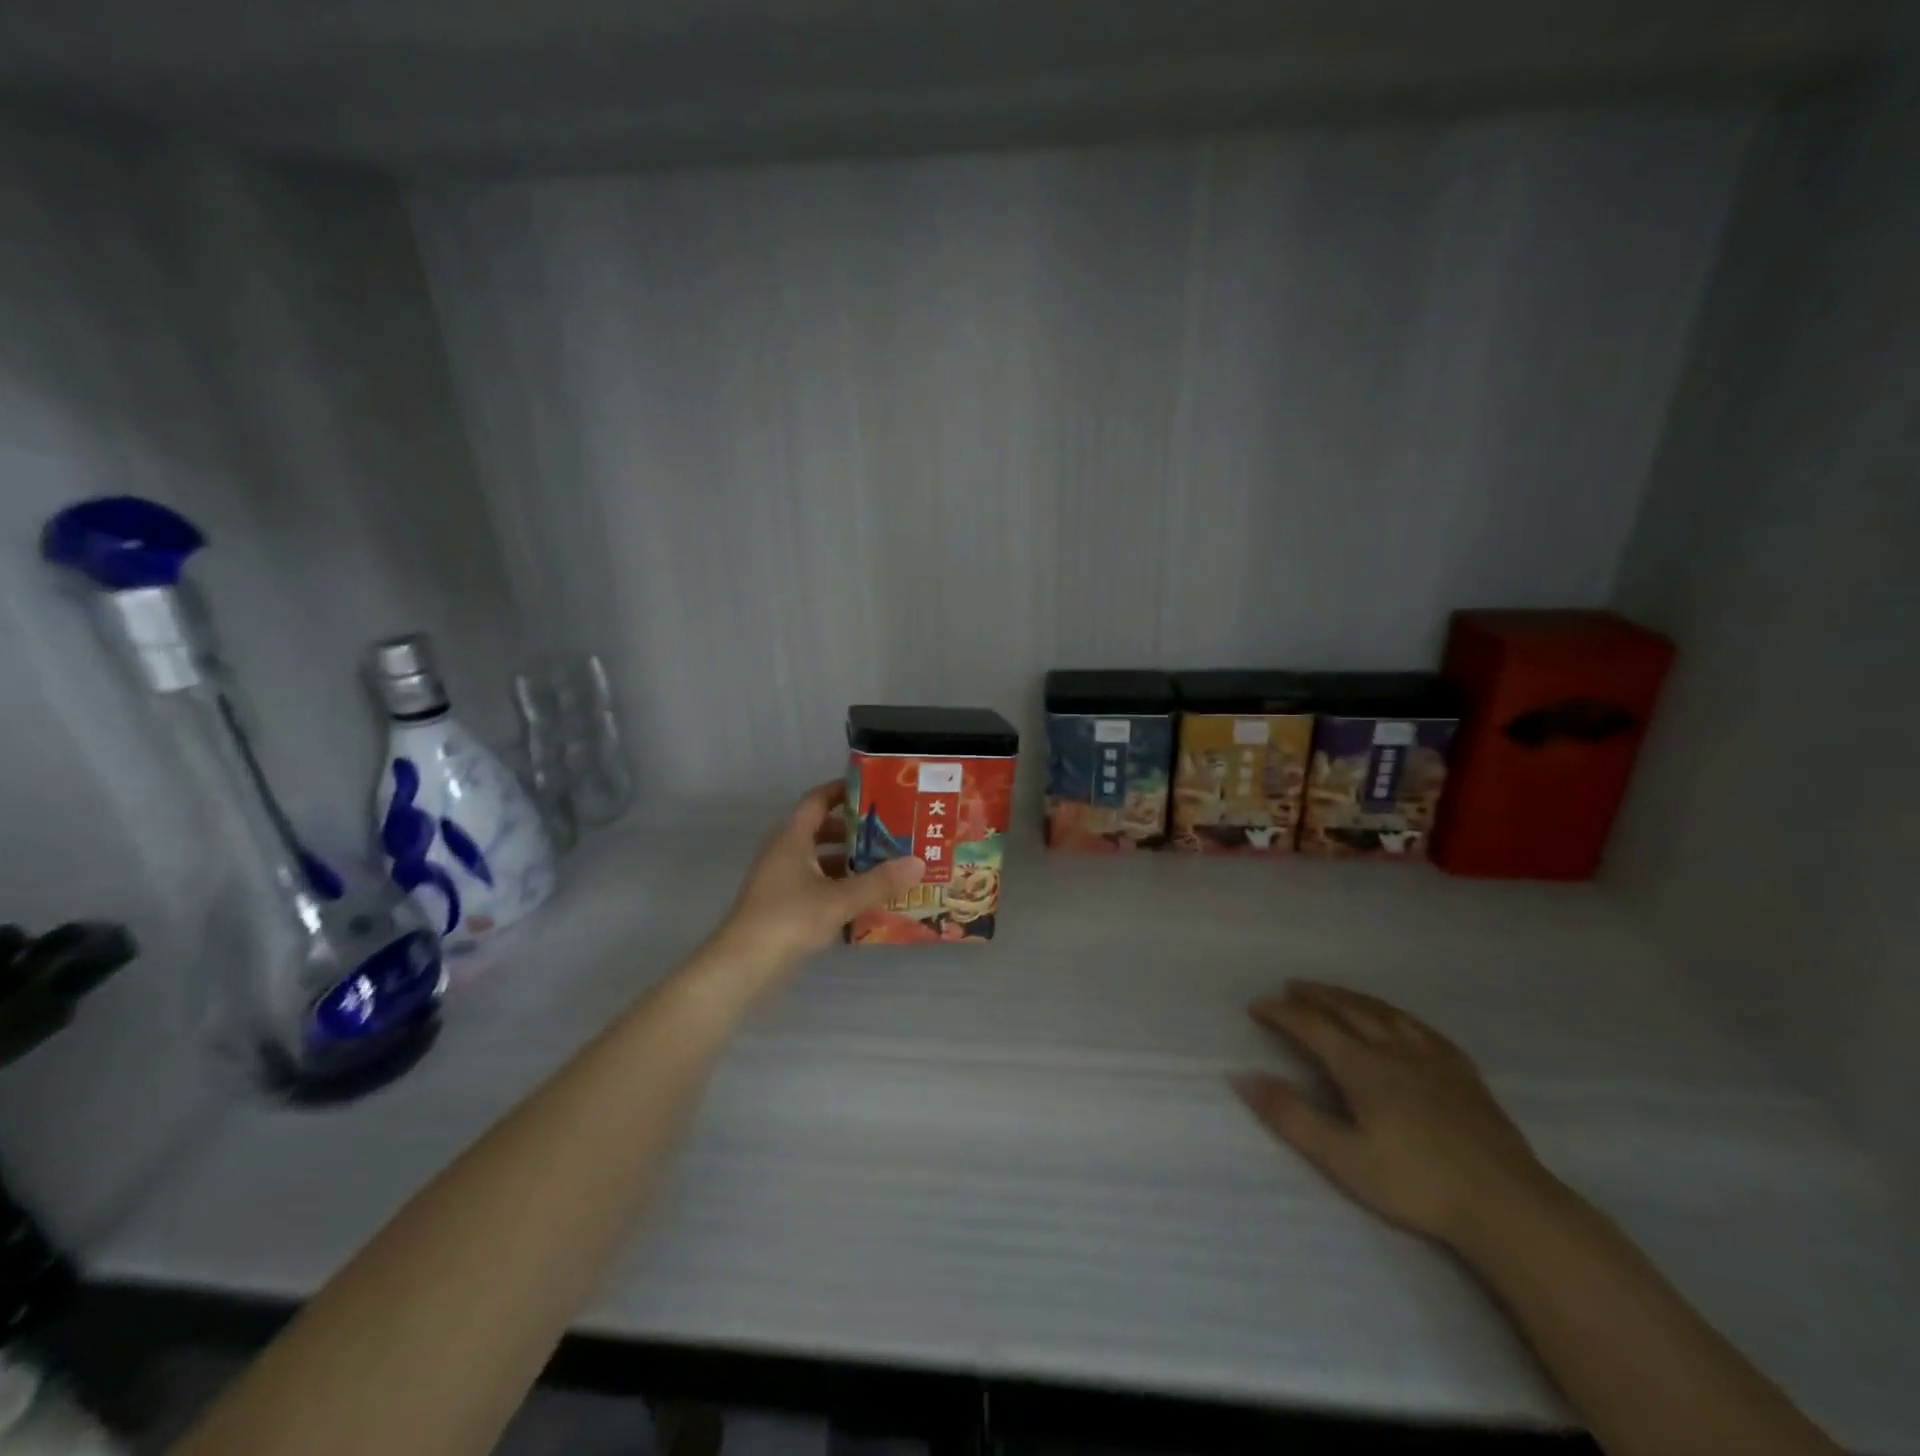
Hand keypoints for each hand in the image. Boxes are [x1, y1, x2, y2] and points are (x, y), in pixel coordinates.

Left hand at [711, 781, 924, 976]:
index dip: (843, 790)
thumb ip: (879, 882)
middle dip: (856, 829)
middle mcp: (785, 852)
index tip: (876, 790)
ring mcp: (782, 880)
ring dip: (850, 860)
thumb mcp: (839, 900)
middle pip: (823, 829)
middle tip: (893, 830)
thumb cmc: (788, 920)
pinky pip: (818, 884)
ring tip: (888, 864)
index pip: (818, 800)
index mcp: (792, 838)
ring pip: (821, 859)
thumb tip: (919, 863)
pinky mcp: (784, 906)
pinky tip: (867, 898)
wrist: (742, 968)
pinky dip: (841, 885)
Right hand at [1232, 981, 1553, 1249]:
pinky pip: (1423, 1029)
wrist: (1508, 1205)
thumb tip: (1243, 1076)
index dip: (1280, 1012)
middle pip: (1347, 1009)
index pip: (1310, 1025)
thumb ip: (1291, 1115)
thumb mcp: (1342, 1157)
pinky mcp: (1464, 1074)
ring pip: (1384, 1013)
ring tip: (1336, 993)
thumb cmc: (1416, 1184)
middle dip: (1315, 995)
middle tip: (1292, 986)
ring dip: (1352, 998)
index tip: (1256, 1005)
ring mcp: (1432, 1059)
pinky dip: (1398, 1016)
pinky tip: (1400, 1021)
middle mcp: (1392, 1050)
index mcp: (1361, 1066)